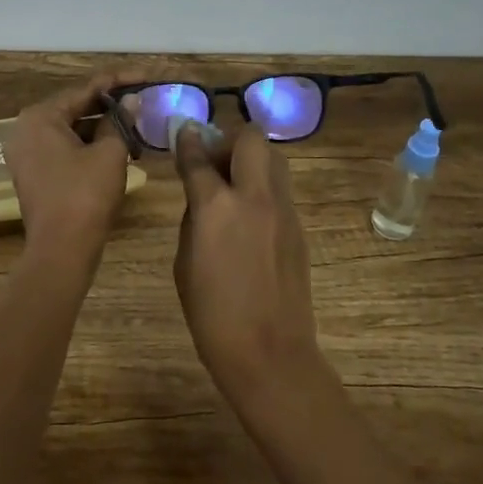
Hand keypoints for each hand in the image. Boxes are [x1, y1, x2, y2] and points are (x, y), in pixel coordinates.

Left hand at [6, 71, 140, 261]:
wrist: (61, 251)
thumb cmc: (85, 195)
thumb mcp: (110, 154)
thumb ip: (121, 121)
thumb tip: (132, 101)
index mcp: (41, 117)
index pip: (86, 88)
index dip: (120, 81)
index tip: (147, 76)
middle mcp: (27, 129)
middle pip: (76, 106)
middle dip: (111, 104)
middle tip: (144, 98)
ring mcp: (28, 153)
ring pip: (72, 129)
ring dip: (103, 125)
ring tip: (137, 120)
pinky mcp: (35, 173)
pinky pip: (65, 148)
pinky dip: (90, 144)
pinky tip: (119, 144)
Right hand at [173, 124, 327, 410]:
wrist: (269, 352)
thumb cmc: (212, 315)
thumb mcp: (185, 263)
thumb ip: (194, 219)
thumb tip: (202, 197)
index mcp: (216, 207)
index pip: (198, 158)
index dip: (188, 141)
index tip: (184, 131)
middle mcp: (253, 197)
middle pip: (250, 139)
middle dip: (229, 140)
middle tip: (215, 162)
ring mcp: (282, 210)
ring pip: (273, 158)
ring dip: (251, 159)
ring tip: (234, 185)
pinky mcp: (299, 227)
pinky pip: (280, 189)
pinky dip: (263, 187)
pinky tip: (250, 216)